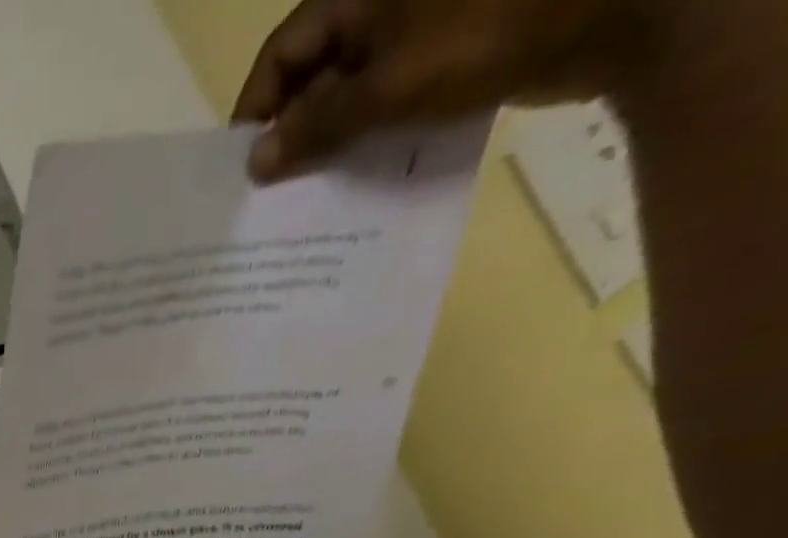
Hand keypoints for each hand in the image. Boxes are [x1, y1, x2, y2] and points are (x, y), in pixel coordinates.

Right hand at [234, 0, 658, 179]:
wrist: (616, 11)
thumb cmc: (488, 35)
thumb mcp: (385, 89)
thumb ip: (314, 127)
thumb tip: (256, 163)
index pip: (280, 56)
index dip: (255, 113)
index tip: (242, 170)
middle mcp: (381, 6)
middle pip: (311, 77)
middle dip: (289, 135)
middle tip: (271, 194)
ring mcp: (416, 28)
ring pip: (347, 93)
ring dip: (327, 143)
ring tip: (308, 197)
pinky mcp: (446, 52)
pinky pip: (386, 99)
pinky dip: (367, 137)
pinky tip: (357, 176)